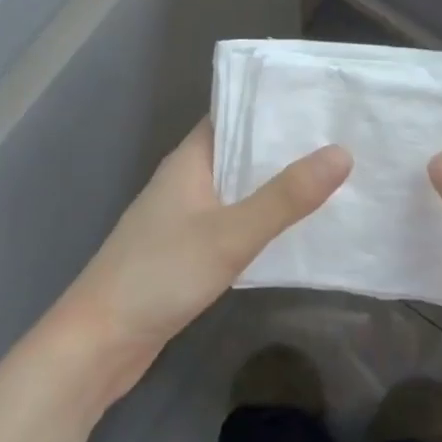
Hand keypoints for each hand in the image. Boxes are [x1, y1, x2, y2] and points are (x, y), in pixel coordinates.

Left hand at [51, 120, 350, 406]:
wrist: (98, 343)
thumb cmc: (160, 275)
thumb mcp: (230, 234)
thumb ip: (285, 197)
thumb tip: (341, 153)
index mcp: (190, 160)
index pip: (234, 113)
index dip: (273, 103)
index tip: (321, 98)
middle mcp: (186, 180)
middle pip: (240, 149)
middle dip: (285, 144)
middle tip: (342, 135)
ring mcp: (184, 216)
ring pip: (238, 186)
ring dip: (275, 182)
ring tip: (331, 174)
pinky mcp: (186, 251)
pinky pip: (232, 220)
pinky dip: (261, 217)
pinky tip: (295, 226)